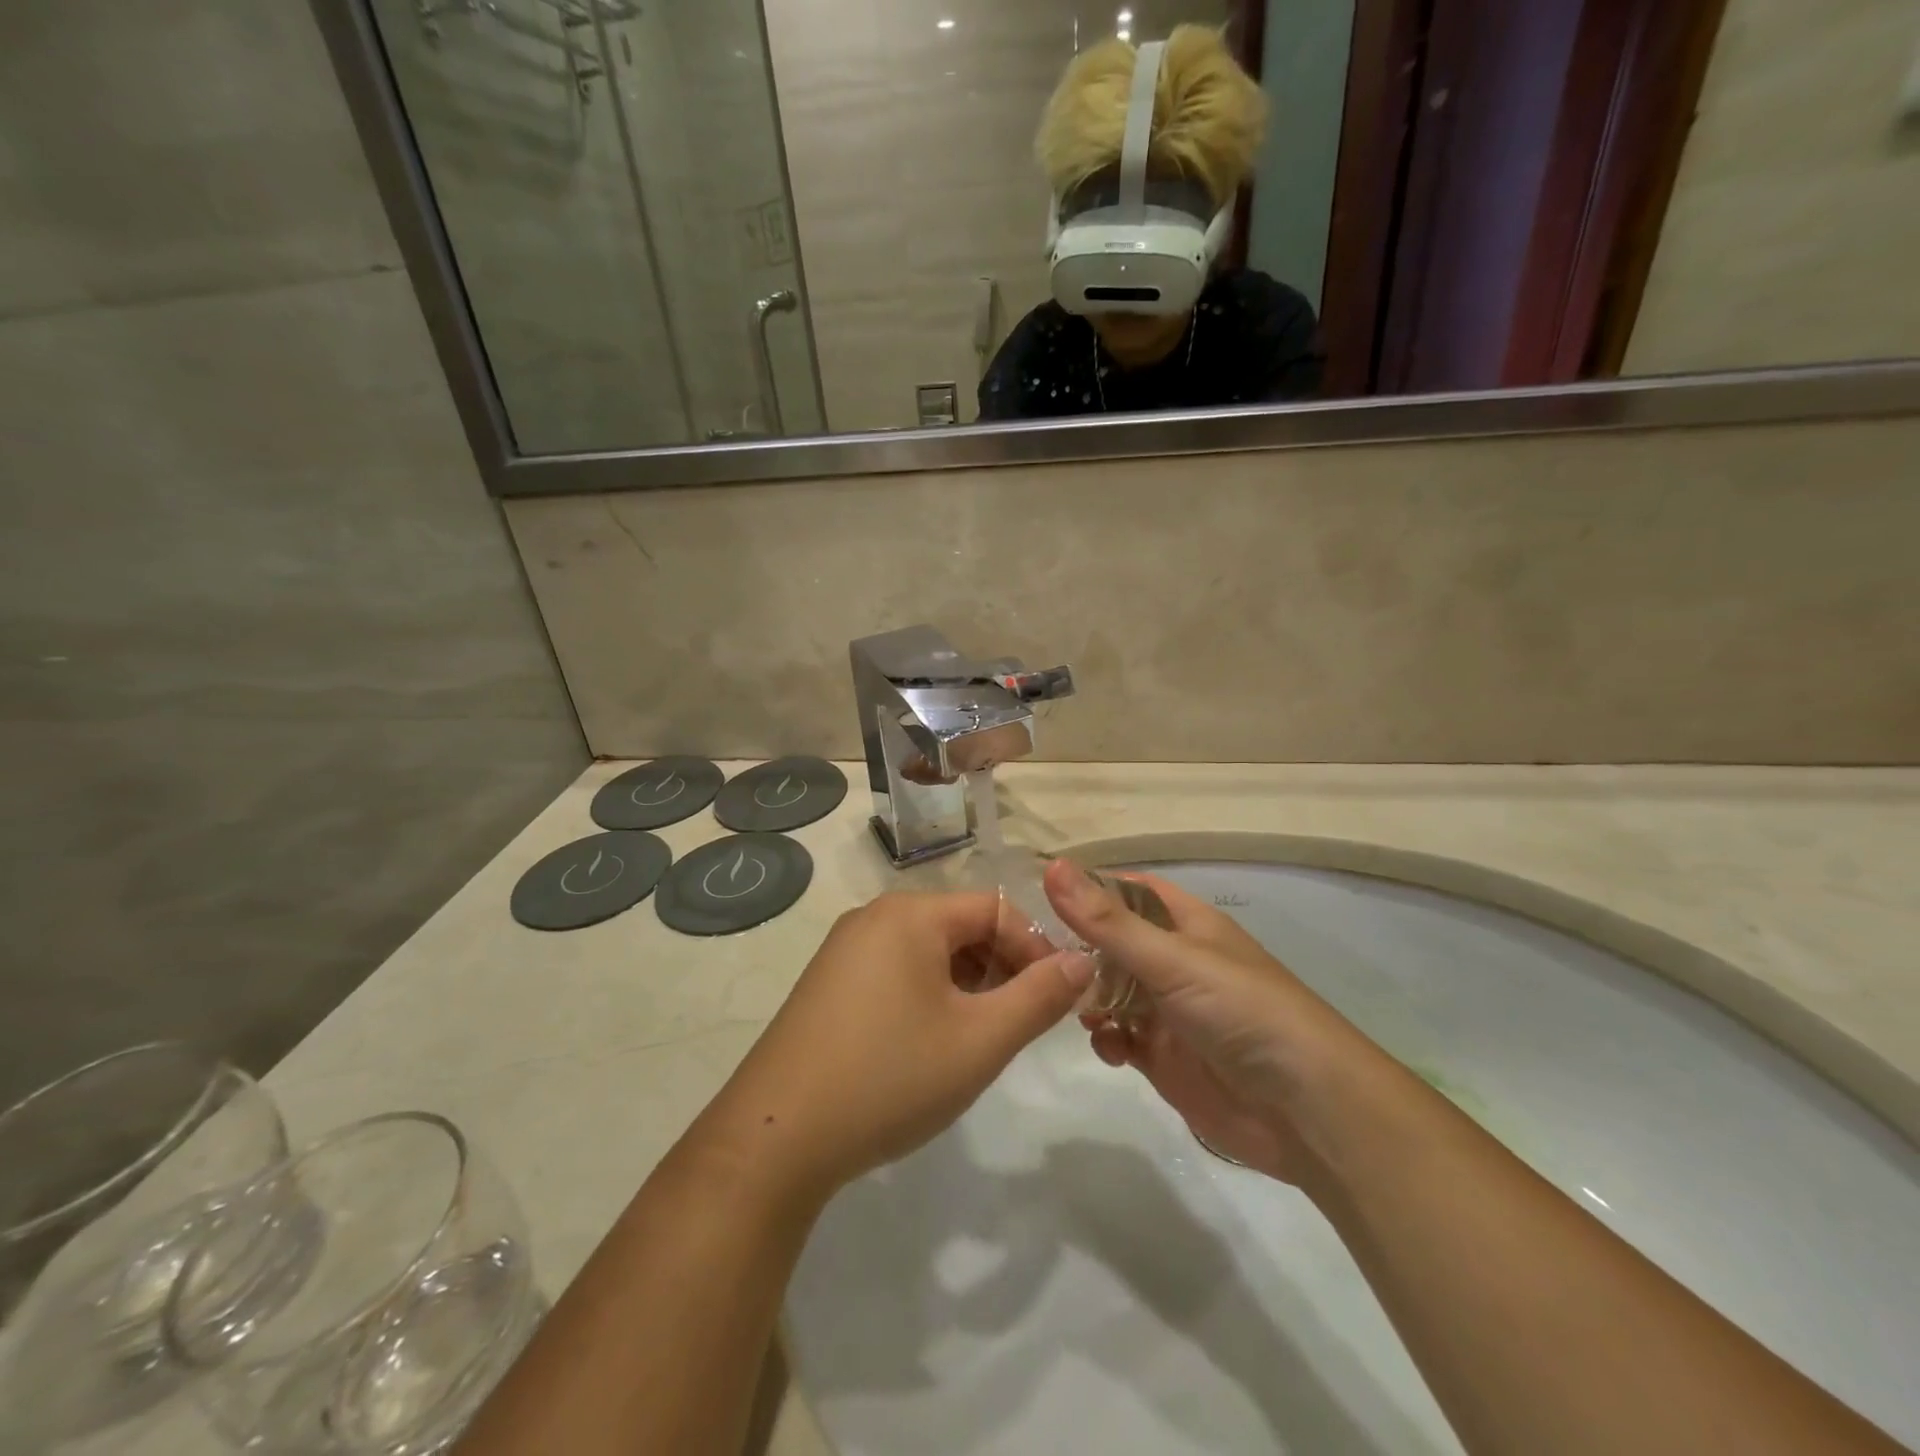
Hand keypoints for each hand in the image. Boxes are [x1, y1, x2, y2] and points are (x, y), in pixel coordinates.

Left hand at [696, 891, 1093, 1205]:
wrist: (776, 1138)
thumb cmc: (890, 1077)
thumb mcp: (980, 1040)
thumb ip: (1040, 996)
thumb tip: (1082, 960)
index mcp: (910, 914)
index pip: (995, 908)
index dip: (1034, 948)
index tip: (1055, 999)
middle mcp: (874, 917)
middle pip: (960, 926)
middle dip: (1001, 967)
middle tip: (1017, 1024)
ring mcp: (845, 950)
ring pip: (929, 952)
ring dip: (966, 985)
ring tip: (977, 1039)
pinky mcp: (828, 983)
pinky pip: (896, 971)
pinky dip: (928, 995)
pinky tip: (929, 1044)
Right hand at [1044, 860, 1376, 1184]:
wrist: (1305, 1110)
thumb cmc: (1241, 1011)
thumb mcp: (1171, 959)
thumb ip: (1106, 921)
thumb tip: (1051, 866)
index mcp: (1185, 925)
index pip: (1129, 891)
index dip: (1090, 889)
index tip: (1040, 895)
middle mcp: (1174, 962)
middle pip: (1112, 944)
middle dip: (1078, 950)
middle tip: (1035, 959)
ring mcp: (1168, 1011)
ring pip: (1110, 991)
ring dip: (1088, 996)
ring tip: (1074, 1006)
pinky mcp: (1164, 1058)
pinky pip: (1119, 1037)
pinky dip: (1106, 1038)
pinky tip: (1109, 1046)